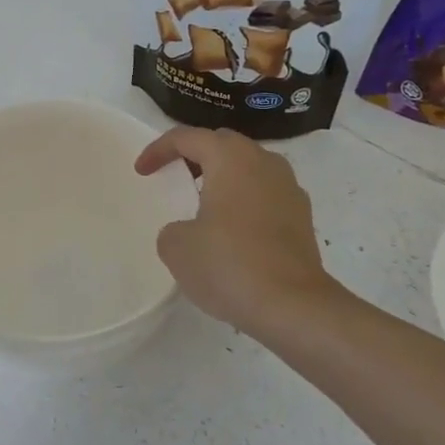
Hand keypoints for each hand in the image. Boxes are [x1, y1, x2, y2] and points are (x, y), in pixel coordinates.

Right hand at [134, 126, 344, 334]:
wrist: (293, 306)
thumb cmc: (229, 264)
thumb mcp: (176, 247)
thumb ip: (174, 228)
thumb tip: (191, 231)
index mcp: (230, 157)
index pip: (187, 137)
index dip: (158, 150)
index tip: (142, 171)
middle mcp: (264, 161)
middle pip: (223, 144)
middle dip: (195, 156)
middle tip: (175, 176)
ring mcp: (289, 188)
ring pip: (249, 168)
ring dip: (224, 178)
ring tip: (204, 204)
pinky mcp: (303, 216)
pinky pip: (266, 194)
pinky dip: (245, 201)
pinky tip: (234, 231)